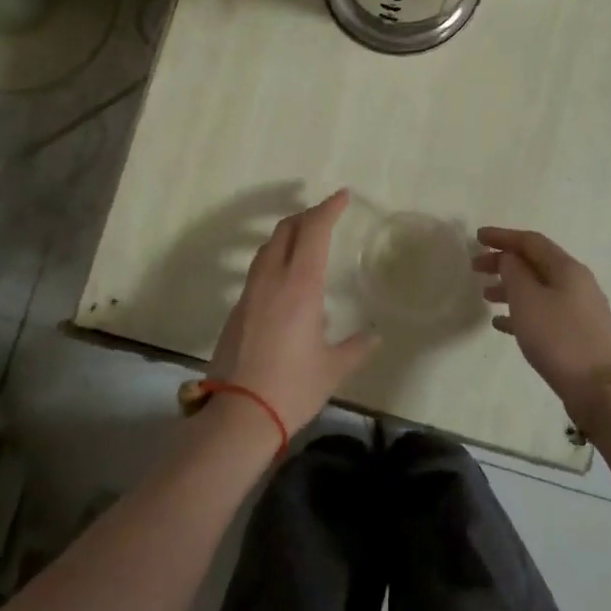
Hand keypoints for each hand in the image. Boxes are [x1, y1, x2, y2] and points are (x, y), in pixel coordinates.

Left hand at [209, 189, 378, 433]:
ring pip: (267, 248)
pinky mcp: (236, 310)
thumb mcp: (333, 368)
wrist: (239, 414)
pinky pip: (258, 271)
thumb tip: (374, 336)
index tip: (342, 196)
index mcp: (300, 286)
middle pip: (285, 230)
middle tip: (325, 214)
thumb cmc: (293, 387)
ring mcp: (250, 294)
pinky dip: (275, 260)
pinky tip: (287, 282)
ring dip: (286, 234)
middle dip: (306, 215)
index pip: (313, 231)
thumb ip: (356, 347)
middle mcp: (272, 280)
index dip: (328, 208)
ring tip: (304, 239)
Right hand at [473, 227, 610, 412]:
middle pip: (535, 263)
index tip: (477, 237)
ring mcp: (579, 309)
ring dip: (510, 288)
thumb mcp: (528, 300)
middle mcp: (576, 283)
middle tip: (476, 267)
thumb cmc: (559, 338)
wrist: (600, 388)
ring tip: (485, 296)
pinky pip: (543, 312)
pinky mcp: (577, 333)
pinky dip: (521, 312)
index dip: (503, 237)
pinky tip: (501, 324)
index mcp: (566, 269)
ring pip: (538, 289)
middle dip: (504, 262)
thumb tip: (509, 258)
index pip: (531, 241)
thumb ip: (514, 272)